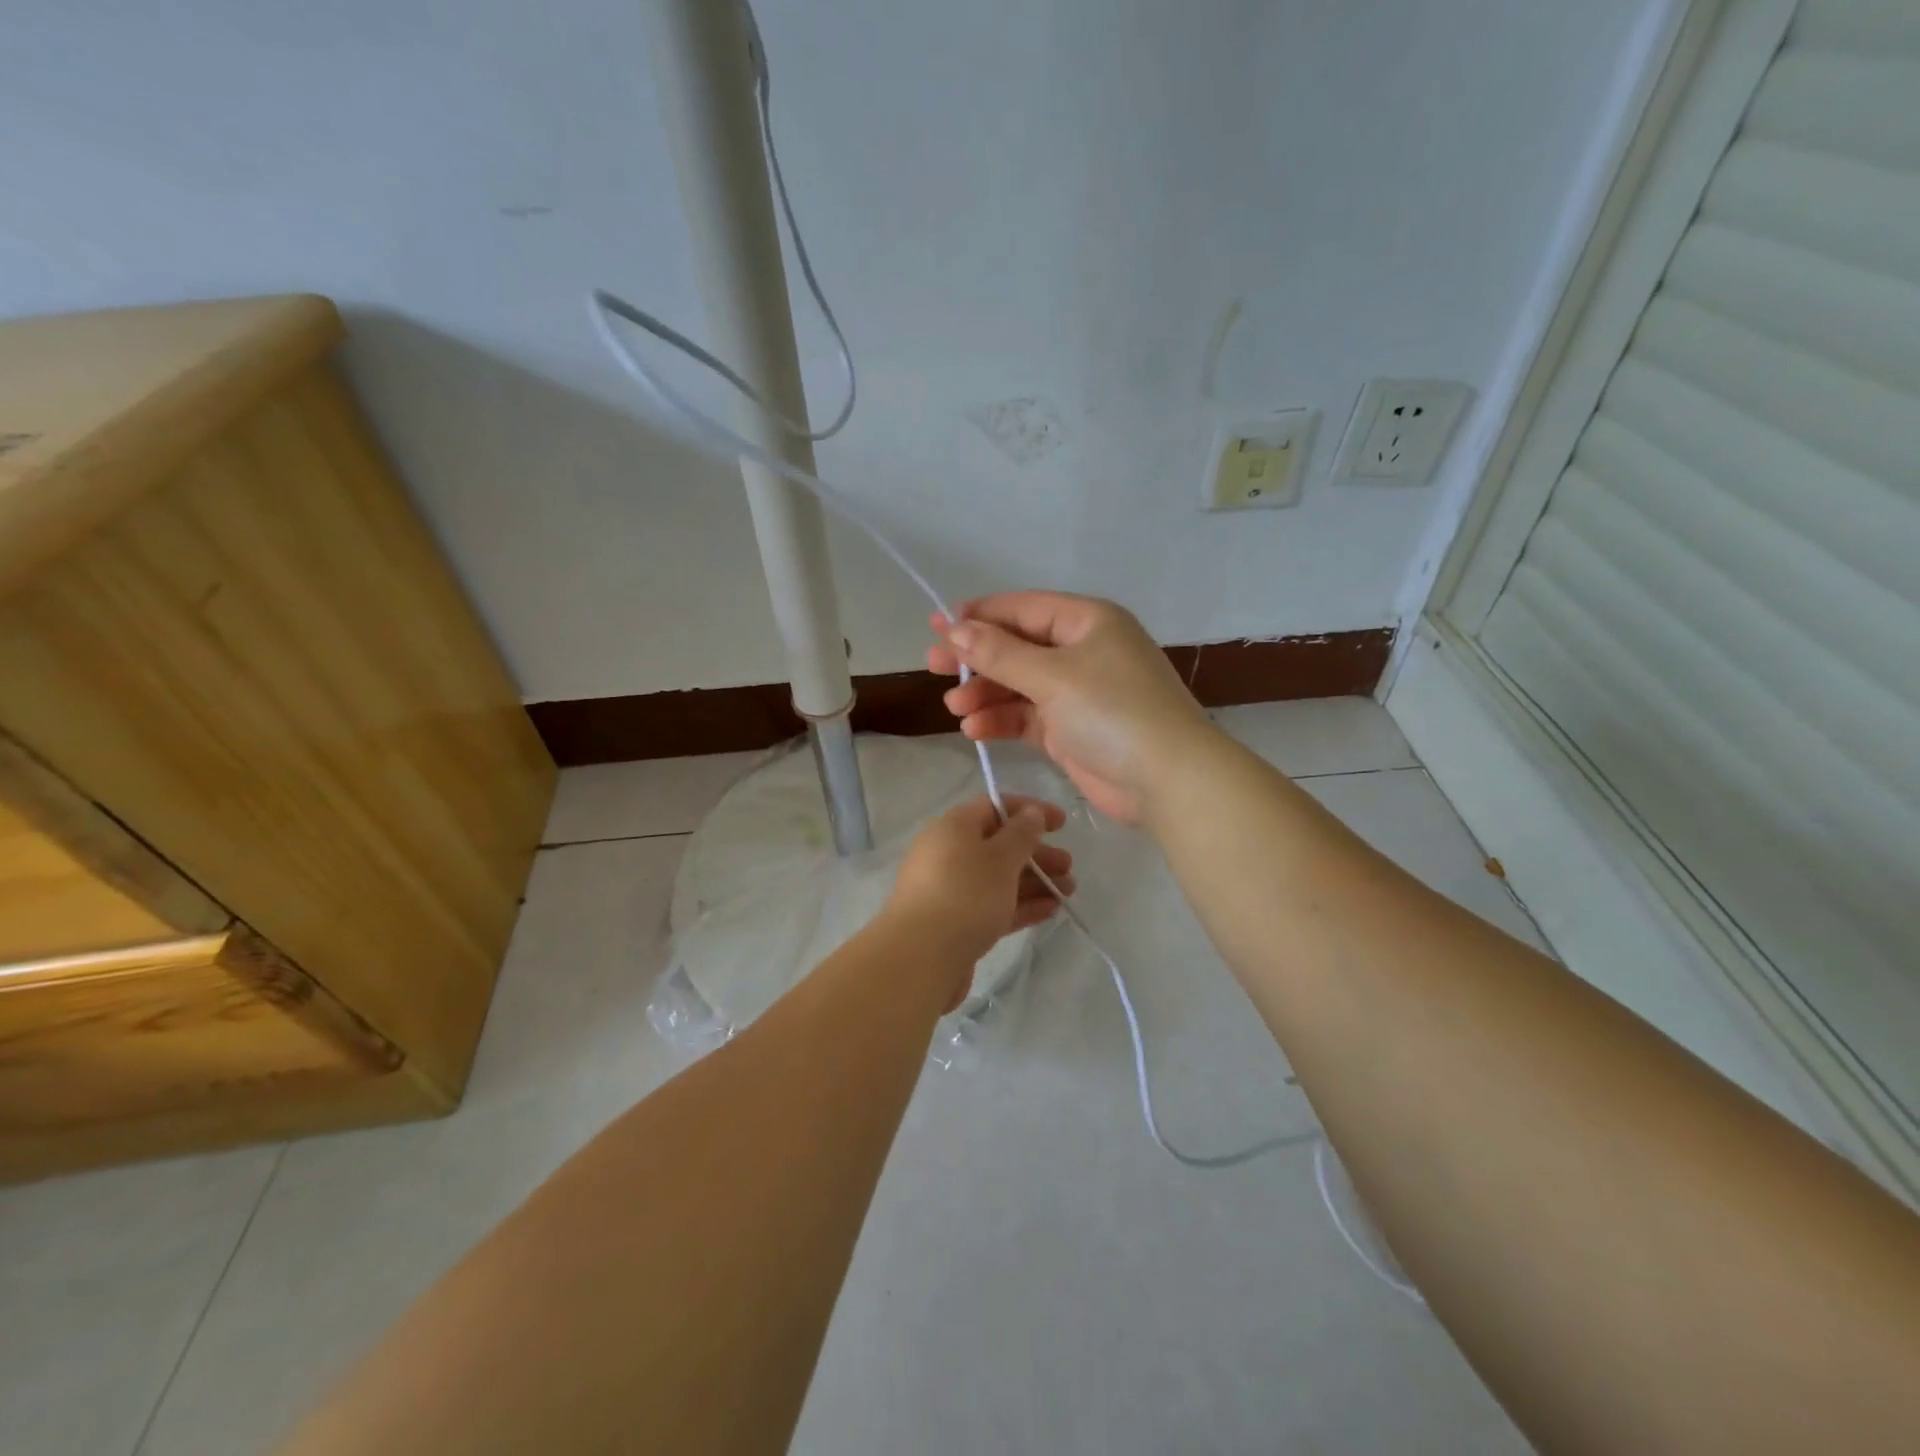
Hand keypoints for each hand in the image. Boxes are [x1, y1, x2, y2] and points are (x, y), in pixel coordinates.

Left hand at [884, 796, 1073, 1005]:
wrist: (922, 958)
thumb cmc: (965, 895)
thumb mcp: (1000, 858)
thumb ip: (1021, 834)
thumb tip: (1031, 812)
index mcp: (952, 828)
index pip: (993, 807)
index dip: (1029, 811)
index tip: (1061, 823)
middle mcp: (947, 854)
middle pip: (998, 845)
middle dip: (1036, 853)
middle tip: (1068, 866)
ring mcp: (950, 890)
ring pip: (998, 878)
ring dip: (1034, 881)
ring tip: (1068, 892)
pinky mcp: (955, 923)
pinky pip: (992, 905)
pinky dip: (1020, 904)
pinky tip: (1050, 911)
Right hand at [927, 592, 1212, 824]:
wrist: (1166, 780)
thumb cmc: (1113, 711)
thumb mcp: (1053, 676)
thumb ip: (999, 653)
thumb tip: (954, 628)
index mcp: (1087, 622)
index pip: (1023, 609)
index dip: (978, 616)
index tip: (936, 625)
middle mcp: (1082, 652)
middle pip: (1017, 647)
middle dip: (976, 659)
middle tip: (933, 667)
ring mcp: (1078, 693)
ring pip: (1019, 685)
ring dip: (986, 694)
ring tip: (955, 708)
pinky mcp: (1071, 731)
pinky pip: (1027, 717)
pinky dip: (1001, 721)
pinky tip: (974, 730)